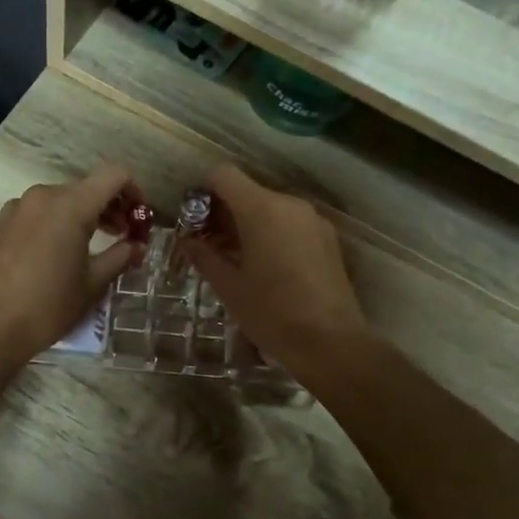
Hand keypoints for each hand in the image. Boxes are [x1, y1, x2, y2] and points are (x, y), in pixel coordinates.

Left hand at [0, 164, 143, 363]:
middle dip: (111, 208)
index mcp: (70, 205)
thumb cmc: (49, 305)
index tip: (139, 219)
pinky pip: (38, 213)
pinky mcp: (0, 223)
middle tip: (123, 236)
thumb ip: (121, 256)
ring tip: (92, 247)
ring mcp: (17, 208)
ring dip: (83, 216)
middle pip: (87, 188)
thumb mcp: (93, 283)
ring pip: (61, 200)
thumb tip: (138, 245)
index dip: (134, 191)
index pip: (114, 175)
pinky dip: (56, 223)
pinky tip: (57, 254)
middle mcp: (42, 195)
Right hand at [181, 165, 371, 376]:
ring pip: (270, 209)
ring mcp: (313, 221)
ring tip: (235, 262)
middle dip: (224, 213)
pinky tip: (265, 269)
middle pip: (248, 192)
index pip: (223, 175)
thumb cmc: (272, 313)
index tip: (193, 220)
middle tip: (208, 247)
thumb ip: (204, 257)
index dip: (203, 191)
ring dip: (248, 226)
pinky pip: (290, 225)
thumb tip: (186, 241)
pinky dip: (271, 235)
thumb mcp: (229, 288)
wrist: (331, 343)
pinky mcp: (327, 239)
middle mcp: (290, 204)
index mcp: (262, 209)